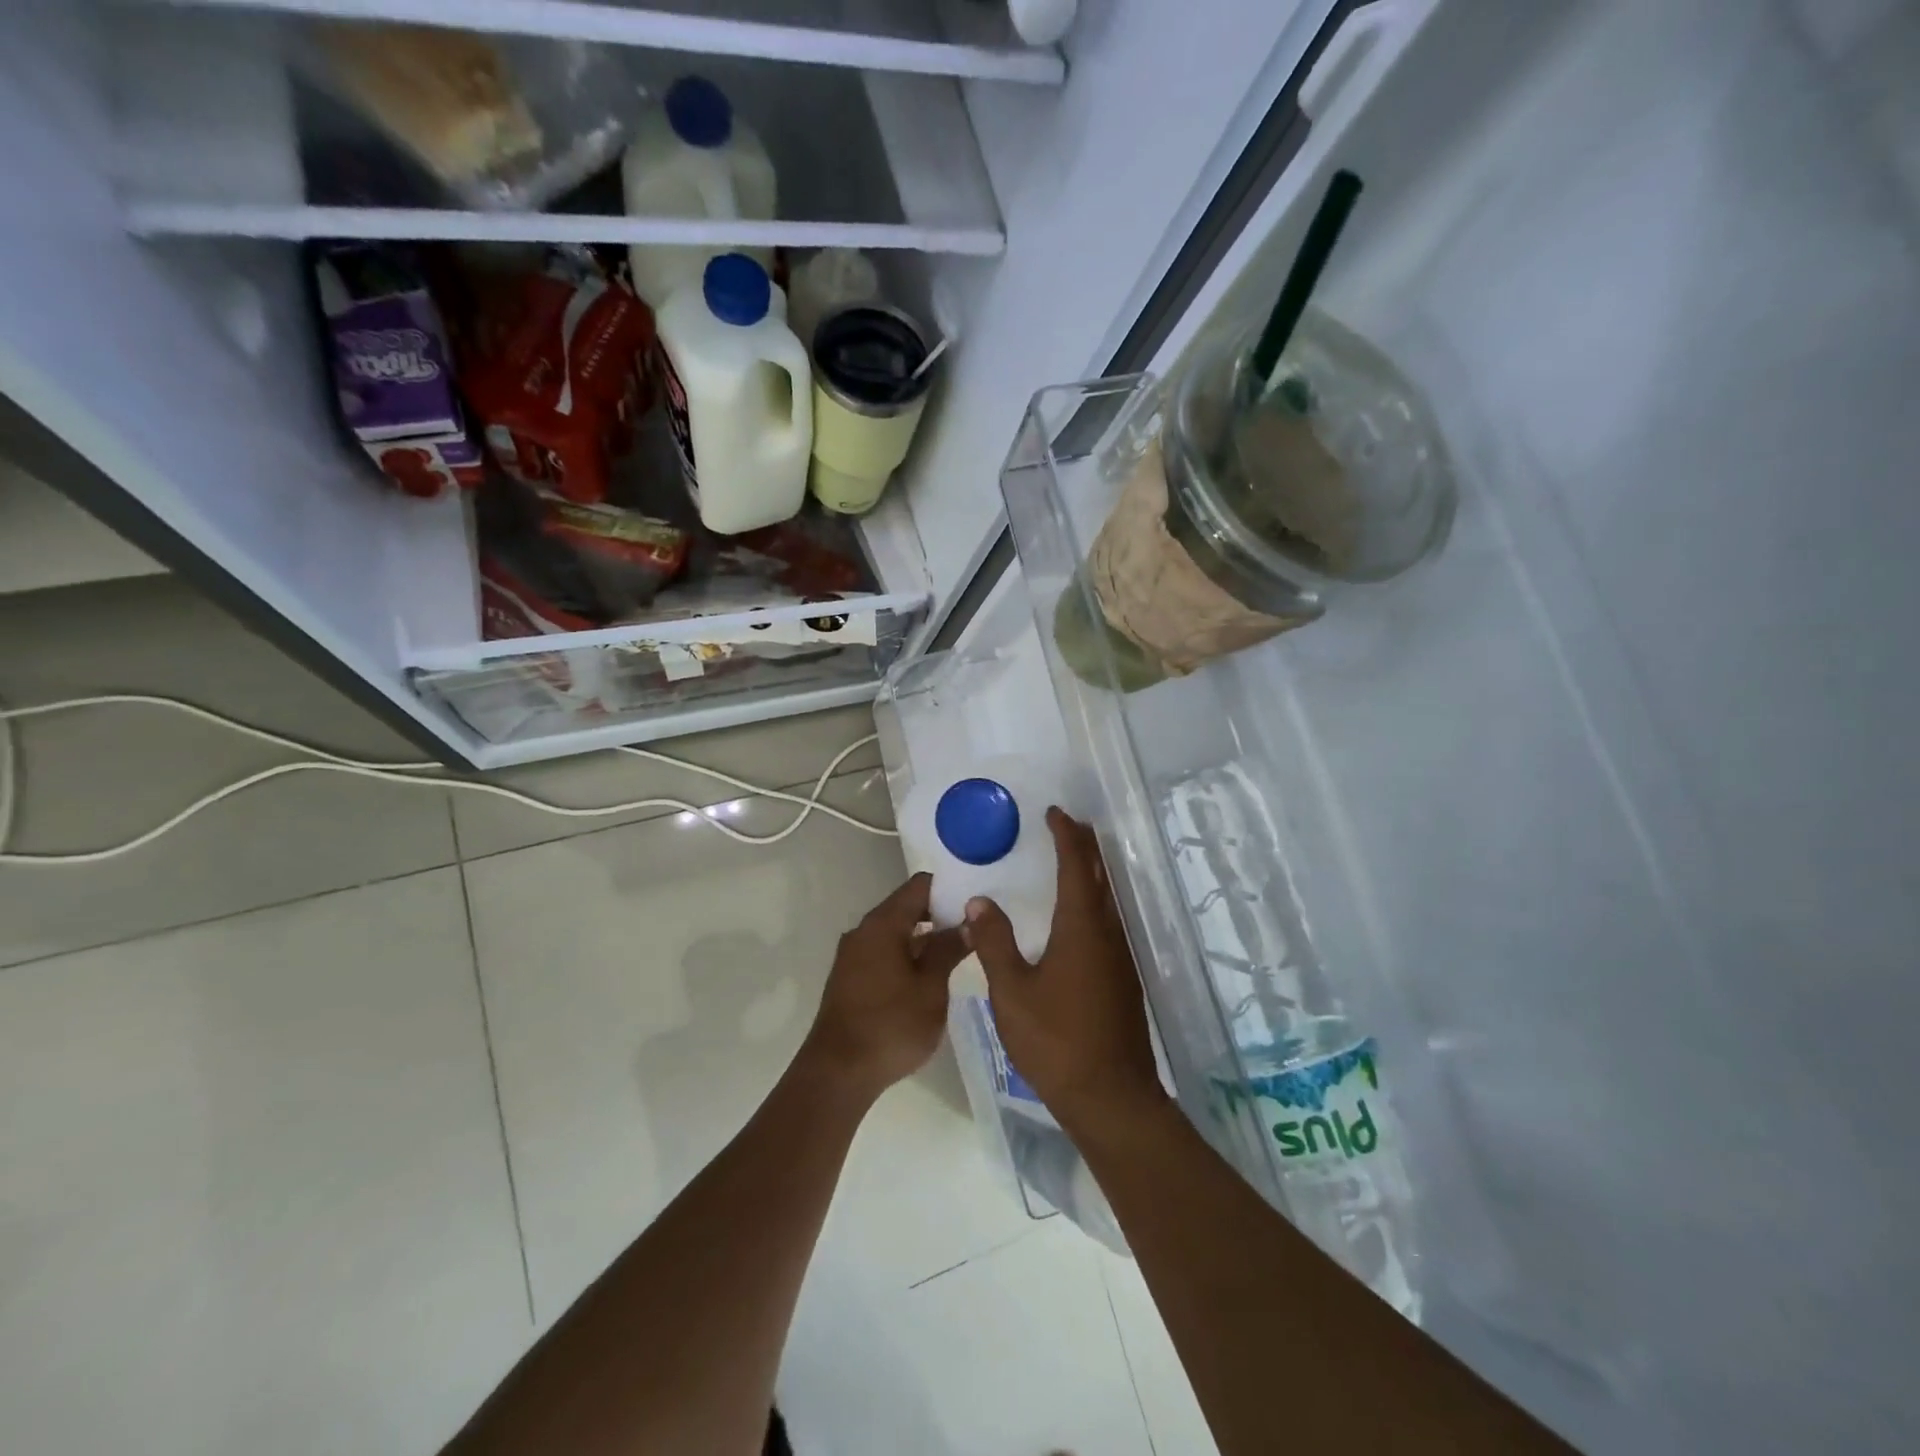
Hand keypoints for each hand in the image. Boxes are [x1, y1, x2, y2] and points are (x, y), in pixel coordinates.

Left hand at [803, 872, 968, 1101]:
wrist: (838, 1073)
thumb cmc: (891, 1025)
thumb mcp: (931, 987)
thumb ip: (949, 949)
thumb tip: (969, 922)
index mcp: (883, 923)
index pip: (920, 885)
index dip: (950, 886)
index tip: (977, 900)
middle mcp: (864, 930)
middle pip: (907, 907)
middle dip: (941, 914)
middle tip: (976, 927)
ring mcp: (853, 955)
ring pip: (896, 932)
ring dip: (925, 938)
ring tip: (960, 951)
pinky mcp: (850, 978)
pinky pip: (884, 952)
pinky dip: (908, 955)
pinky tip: (930, 975)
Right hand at [962, 809, 1165, 1133]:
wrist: (1110, 1096)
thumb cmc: (1056, 1041)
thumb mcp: (1012, 991)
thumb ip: (994, 942)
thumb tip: (979, 901)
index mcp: (1082, 928)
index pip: (1077, 866)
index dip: (1066, 836)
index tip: (1054, 813)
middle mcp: (1108, 933)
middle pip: (1100, 876)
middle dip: (1085, 847)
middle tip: (1066, 825)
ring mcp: (1121, 957)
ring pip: (1108, 900)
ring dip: (1092, 873)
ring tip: (1071, 860)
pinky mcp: (1123, 978)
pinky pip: (1108, 922)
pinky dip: (1094, 901)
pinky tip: (1077, 917)